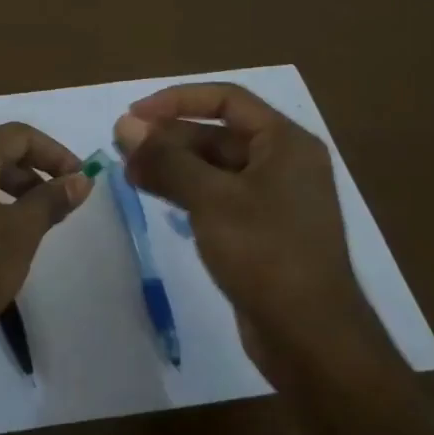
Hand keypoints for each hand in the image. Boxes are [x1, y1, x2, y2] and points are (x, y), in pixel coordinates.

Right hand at [114, 83, 388, 380]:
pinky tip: (157, 197)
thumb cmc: (265, 253)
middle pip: (218, 134)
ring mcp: (274, 199)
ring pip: (215, 168)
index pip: (227, 99)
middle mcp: (283, 163)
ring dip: (173, 166)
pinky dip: (187, 192)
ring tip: (130, 174)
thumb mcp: (211, 199)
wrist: (310, 336)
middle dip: (169, 138)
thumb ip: (167, 159)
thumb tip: (124, 125)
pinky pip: (219, 197)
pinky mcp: (262, 231)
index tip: (134, 115)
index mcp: (285, 142)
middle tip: (123, 150)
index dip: (177, 100)